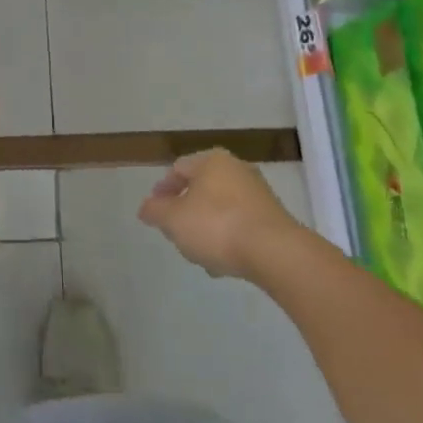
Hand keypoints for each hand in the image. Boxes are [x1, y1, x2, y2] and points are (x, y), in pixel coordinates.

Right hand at [138, 149, 302, 280]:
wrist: (275, 252)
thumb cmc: (217, 226)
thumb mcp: (173, 220)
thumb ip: (155, 211)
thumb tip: (146, 207)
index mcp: (211, 161)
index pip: (178, 168)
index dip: (162, 190)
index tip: (155, 212)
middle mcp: (237, 169)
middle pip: (201, 188)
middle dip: (186, 211)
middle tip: (175, 233)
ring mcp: (258, 193)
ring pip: (221, 208)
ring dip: (207, 227)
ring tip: (199, 254)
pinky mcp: (274, 218)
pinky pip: (240, 224)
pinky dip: (228, 237)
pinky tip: (223, 262)